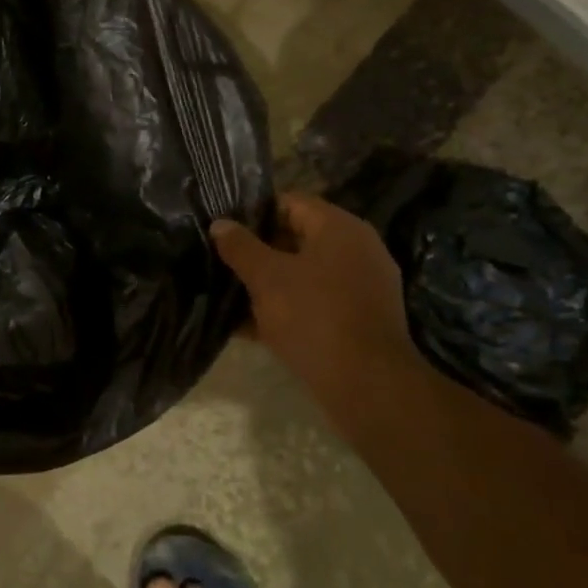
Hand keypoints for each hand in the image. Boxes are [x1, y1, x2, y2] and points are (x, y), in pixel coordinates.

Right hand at [211, 192, 419, 422]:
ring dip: (269, 283)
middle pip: (297, 238)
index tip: (223, 229)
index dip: (253, 212)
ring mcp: (362, 286)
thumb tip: (220, 224)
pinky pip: (315, 302)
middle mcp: (357, 249)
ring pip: (303, 274)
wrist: (367, 385)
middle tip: (221, 261)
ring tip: (229, 293)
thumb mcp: (267, 278)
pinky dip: (286, 308)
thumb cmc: (314, 316)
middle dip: (257, 250)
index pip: (290, 202)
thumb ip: (240, 247)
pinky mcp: (358, 318)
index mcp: (339, 228)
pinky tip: (250, 326)